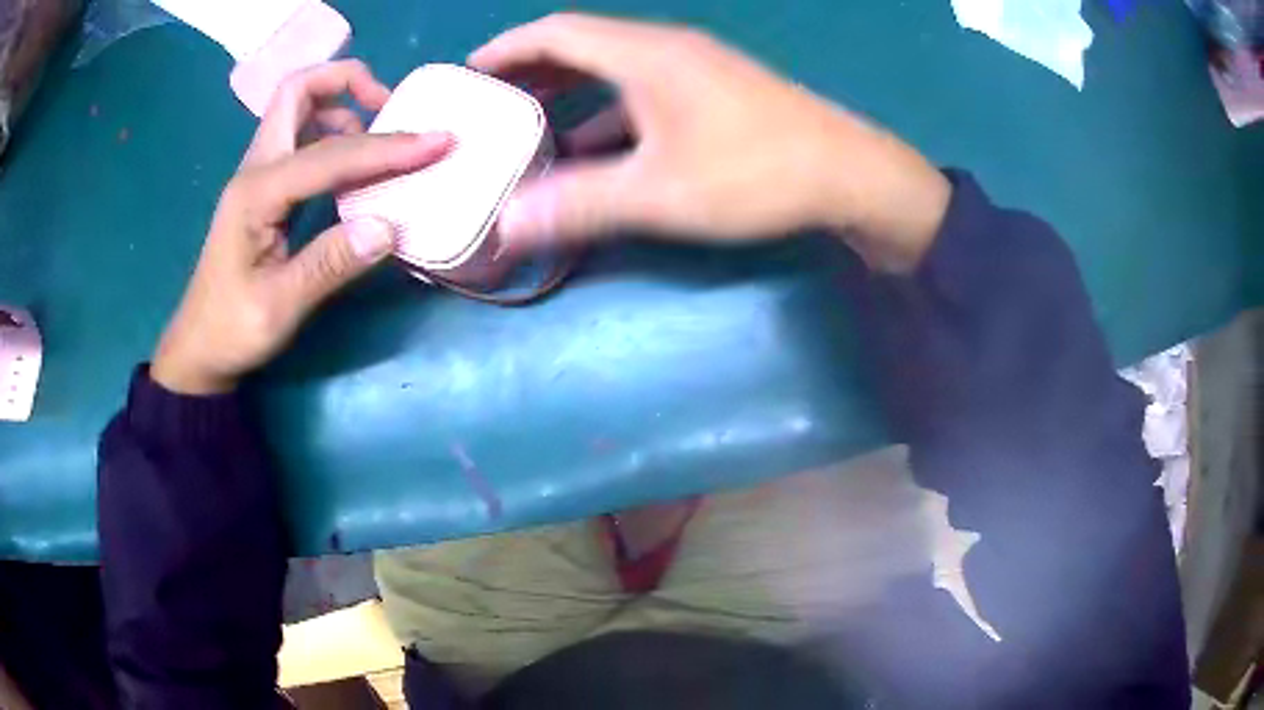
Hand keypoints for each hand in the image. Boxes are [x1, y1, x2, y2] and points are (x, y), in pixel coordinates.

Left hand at [152, 61, 452, 395]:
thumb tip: (388, 227)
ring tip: (377, 139)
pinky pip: (300, 138)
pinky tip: (353, 167)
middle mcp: (255, 169)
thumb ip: (330, 265)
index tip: (438, 141)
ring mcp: (257, 175)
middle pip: (296, 91)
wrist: (199, 347)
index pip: (329, 154)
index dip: (386, 147)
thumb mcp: (280, 307)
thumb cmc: (233, 330)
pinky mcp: (264, 189)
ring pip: (296, 108)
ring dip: (340, 105)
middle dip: (346, 81)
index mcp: (256, 193)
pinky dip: (332, 133)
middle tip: (389, 106)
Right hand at [471, 14, 950, 271]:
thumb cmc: (756, 173)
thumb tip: (507, 225)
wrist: (850, 174)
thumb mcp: (660, 193)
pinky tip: (594, 145)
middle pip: (583, 44)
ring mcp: (695, 69)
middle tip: (492, 97)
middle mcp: (667, 49)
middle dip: (532, 68)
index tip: (471, 70)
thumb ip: (579, 204)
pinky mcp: (715, 93)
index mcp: (646, 55)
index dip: (509, 47)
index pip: (558, 33)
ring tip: (530, 118)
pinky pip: (643, 90)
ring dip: (570, 89)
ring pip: (613, 68)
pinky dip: (607, 111)